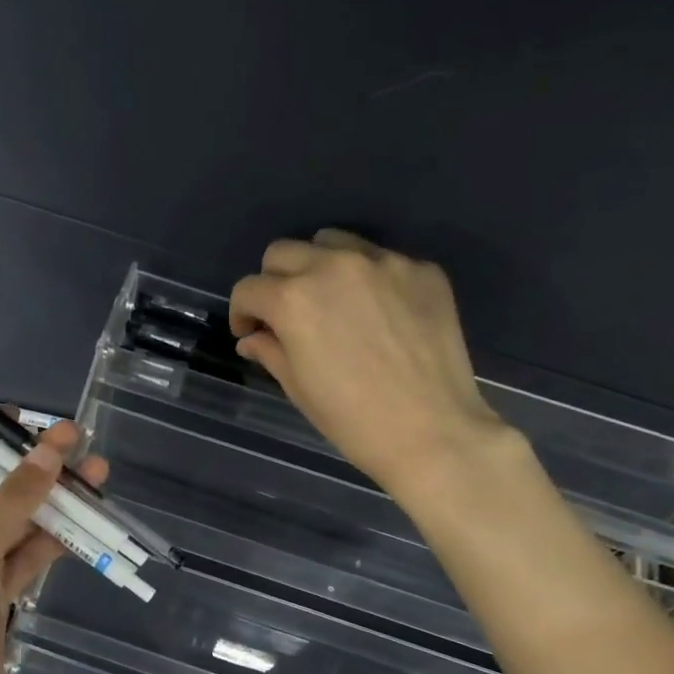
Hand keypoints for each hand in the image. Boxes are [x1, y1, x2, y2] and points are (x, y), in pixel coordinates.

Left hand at [0, 421, 107, 673]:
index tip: (20, 416)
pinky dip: (55, 539)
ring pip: (17, 520)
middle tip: (76, 438)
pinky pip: (29, 554)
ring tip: (97, 472)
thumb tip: (50, 449)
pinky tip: (87, 519)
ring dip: (53, 500)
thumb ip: (15, 498)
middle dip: (31, 464)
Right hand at [229, 229, 511, 498]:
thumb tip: (253, 339)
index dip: (242, 313)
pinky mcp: (422, 270)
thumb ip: (270, 352)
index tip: (251, 334)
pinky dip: (368, 280)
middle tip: (286, 317)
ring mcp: (383, 263)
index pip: (249, 288)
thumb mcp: (298, 388)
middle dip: (274, 282)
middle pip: (283, 252)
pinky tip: (379, 316)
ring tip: (331, 303)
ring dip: (319, 267)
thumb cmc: (351, 419)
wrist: (430, 431)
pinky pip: (382, 261)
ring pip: (333, 242)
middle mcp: (334, 266)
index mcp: (293, 299)